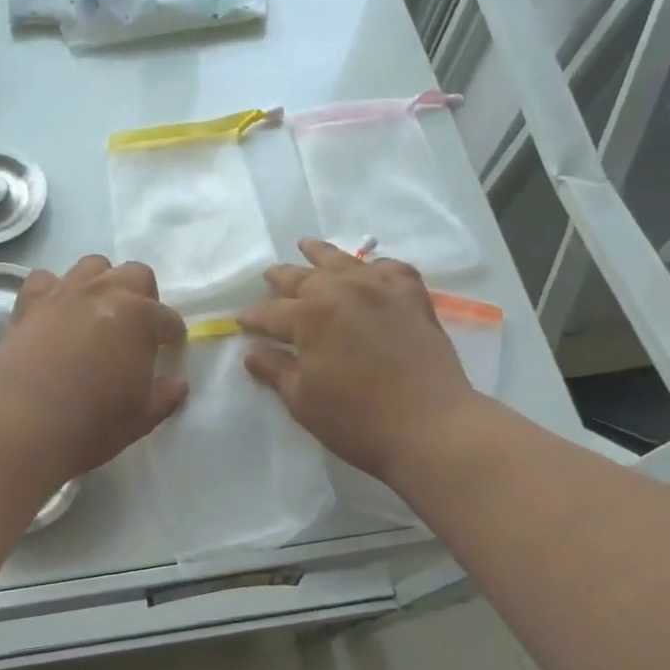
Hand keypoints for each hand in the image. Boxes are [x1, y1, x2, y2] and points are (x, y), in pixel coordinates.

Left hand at [0, 256, 188, 479]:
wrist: (24, 423)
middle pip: (135, 275)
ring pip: (92, 265)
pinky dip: (55, 289)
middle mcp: (104, 293)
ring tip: (99, 311)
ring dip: (103, 283)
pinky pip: (46, 279)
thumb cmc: (93, 423)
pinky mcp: (29, 302)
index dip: (173, 335)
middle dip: (144, 297)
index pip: (168, 319)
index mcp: (139, 317)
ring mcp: (64, 292)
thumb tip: (179, 382)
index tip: (170, 350)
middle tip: (137, 328)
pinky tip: (56, 311)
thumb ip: (166, 395)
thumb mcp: (142, 417)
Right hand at [239, 239, 479, 481]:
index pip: (269, 313)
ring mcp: (381, 289)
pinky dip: (374, 267)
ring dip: (320, 254)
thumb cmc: (356, 419)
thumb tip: (252, 353)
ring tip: (306, 245)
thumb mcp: (302, 399)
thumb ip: (275, 370)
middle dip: (280, 279)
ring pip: (344, 262)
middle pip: (303, 278)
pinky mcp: (412, 297)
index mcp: (309, 315)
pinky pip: (390, 269)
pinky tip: (369, 270)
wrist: (431, 425)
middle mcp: (342, 290)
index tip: (239, 321)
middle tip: (267, 276)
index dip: (252, 318)